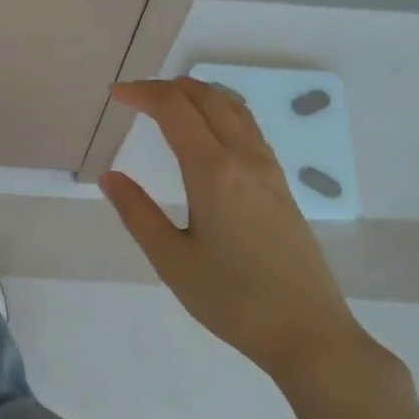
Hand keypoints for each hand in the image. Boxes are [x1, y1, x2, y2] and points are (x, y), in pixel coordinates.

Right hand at [100, 78, 393, 396]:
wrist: (307, 332)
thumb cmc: (232, 300)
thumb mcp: (172, 261)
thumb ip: (137, 214)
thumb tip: (110, 177)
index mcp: (213, 173)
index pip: (176, 110)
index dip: (144, 94)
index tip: (117, 95)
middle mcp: (245, 160)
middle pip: (208, 98)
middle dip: (169, 87)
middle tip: (136, 95)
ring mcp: (270, 171)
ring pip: (234, 109)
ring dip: (199, 94)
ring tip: (169, 102)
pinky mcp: (282, 186)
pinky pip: (249, 129)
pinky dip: (221, 112)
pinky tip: (209, 132)